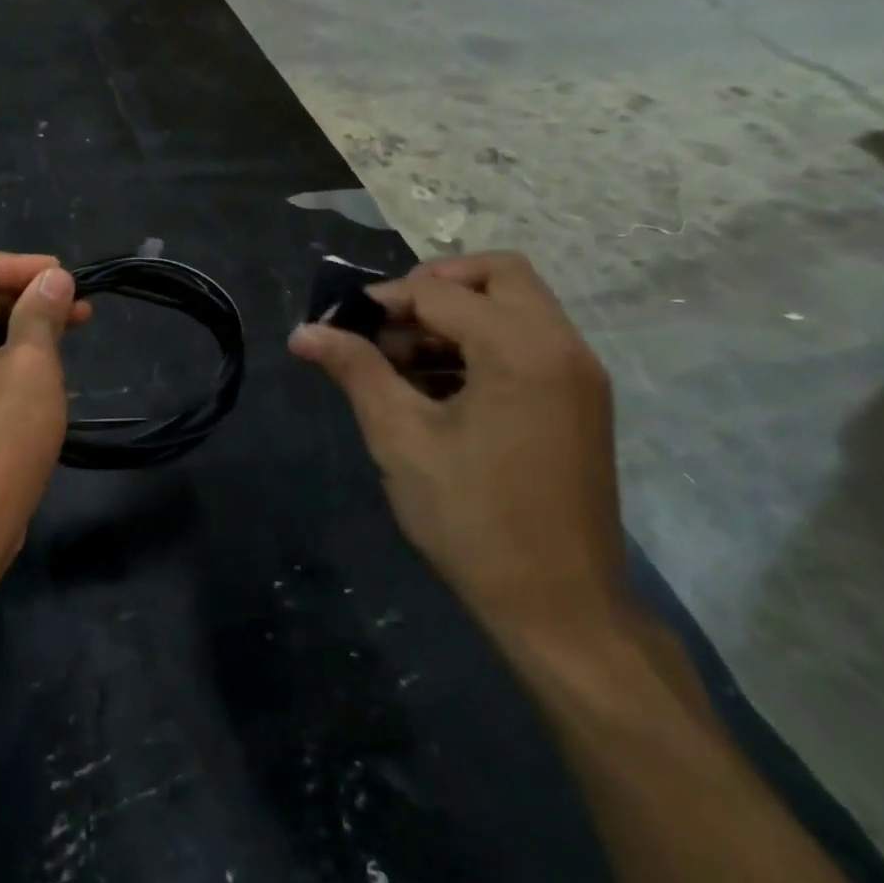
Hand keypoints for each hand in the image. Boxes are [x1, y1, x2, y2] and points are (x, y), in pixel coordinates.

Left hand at [0, 245, 90, 595]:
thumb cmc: (0, 439)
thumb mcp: (33, 366)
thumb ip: (40, 313)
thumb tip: (52, 279)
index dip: (17, 263)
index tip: (62, 281)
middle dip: (25, 295)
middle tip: (78, 310)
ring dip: (21, 326)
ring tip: (70, 336)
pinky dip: (6, 356)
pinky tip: (44, 373)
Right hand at [288, 252, 625, 641]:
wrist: (559, 607)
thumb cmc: (472, 519)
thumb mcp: (400, 438)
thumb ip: (354, 371)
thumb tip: (304, 332)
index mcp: (521, 350)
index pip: (440, 291)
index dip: (381, 300)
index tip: (338, 325)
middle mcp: (561, 347)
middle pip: (497, 275)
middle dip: (433, 286)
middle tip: (384, 322)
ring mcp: (578, 374)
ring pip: (515, 306)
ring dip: (455, 316)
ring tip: (398, 360)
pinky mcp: (579, 401)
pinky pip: (527, 342)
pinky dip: (480, 343)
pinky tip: (434, 386)